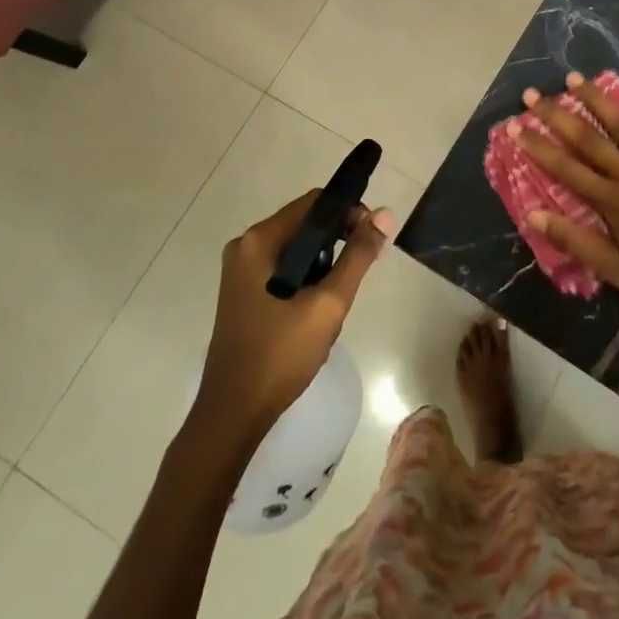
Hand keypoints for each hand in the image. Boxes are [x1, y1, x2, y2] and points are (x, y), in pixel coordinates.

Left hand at [194, 190, 394, 441]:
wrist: (233, 415)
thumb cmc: (280, 355)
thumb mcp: (328, 304)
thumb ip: (358, 256)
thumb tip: (385, 214)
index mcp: (258, 241)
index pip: (314, 203)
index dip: (349, 212)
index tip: (372, 238)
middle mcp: (245, 247)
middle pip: (305, 224)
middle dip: (338, 242)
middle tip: (362, 271)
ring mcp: (241, 271)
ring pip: (297, 249)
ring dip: (324, 264)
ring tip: (338, 298)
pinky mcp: (244, 293)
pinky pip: (284, 268)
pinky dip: (307, 278)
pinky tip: (318, 309)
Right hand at [514, 74, 618, 322]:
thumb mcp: (616, 271)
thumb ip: (576, 241)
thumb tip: (534, 215)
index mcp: (611, 202)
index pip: (565, 167)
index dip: (538, 145)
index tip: (515, 125)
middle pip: (588, 138)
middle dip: (557, 114)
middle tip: (533, 94)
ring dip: (598, 100)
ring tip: (576, 78)